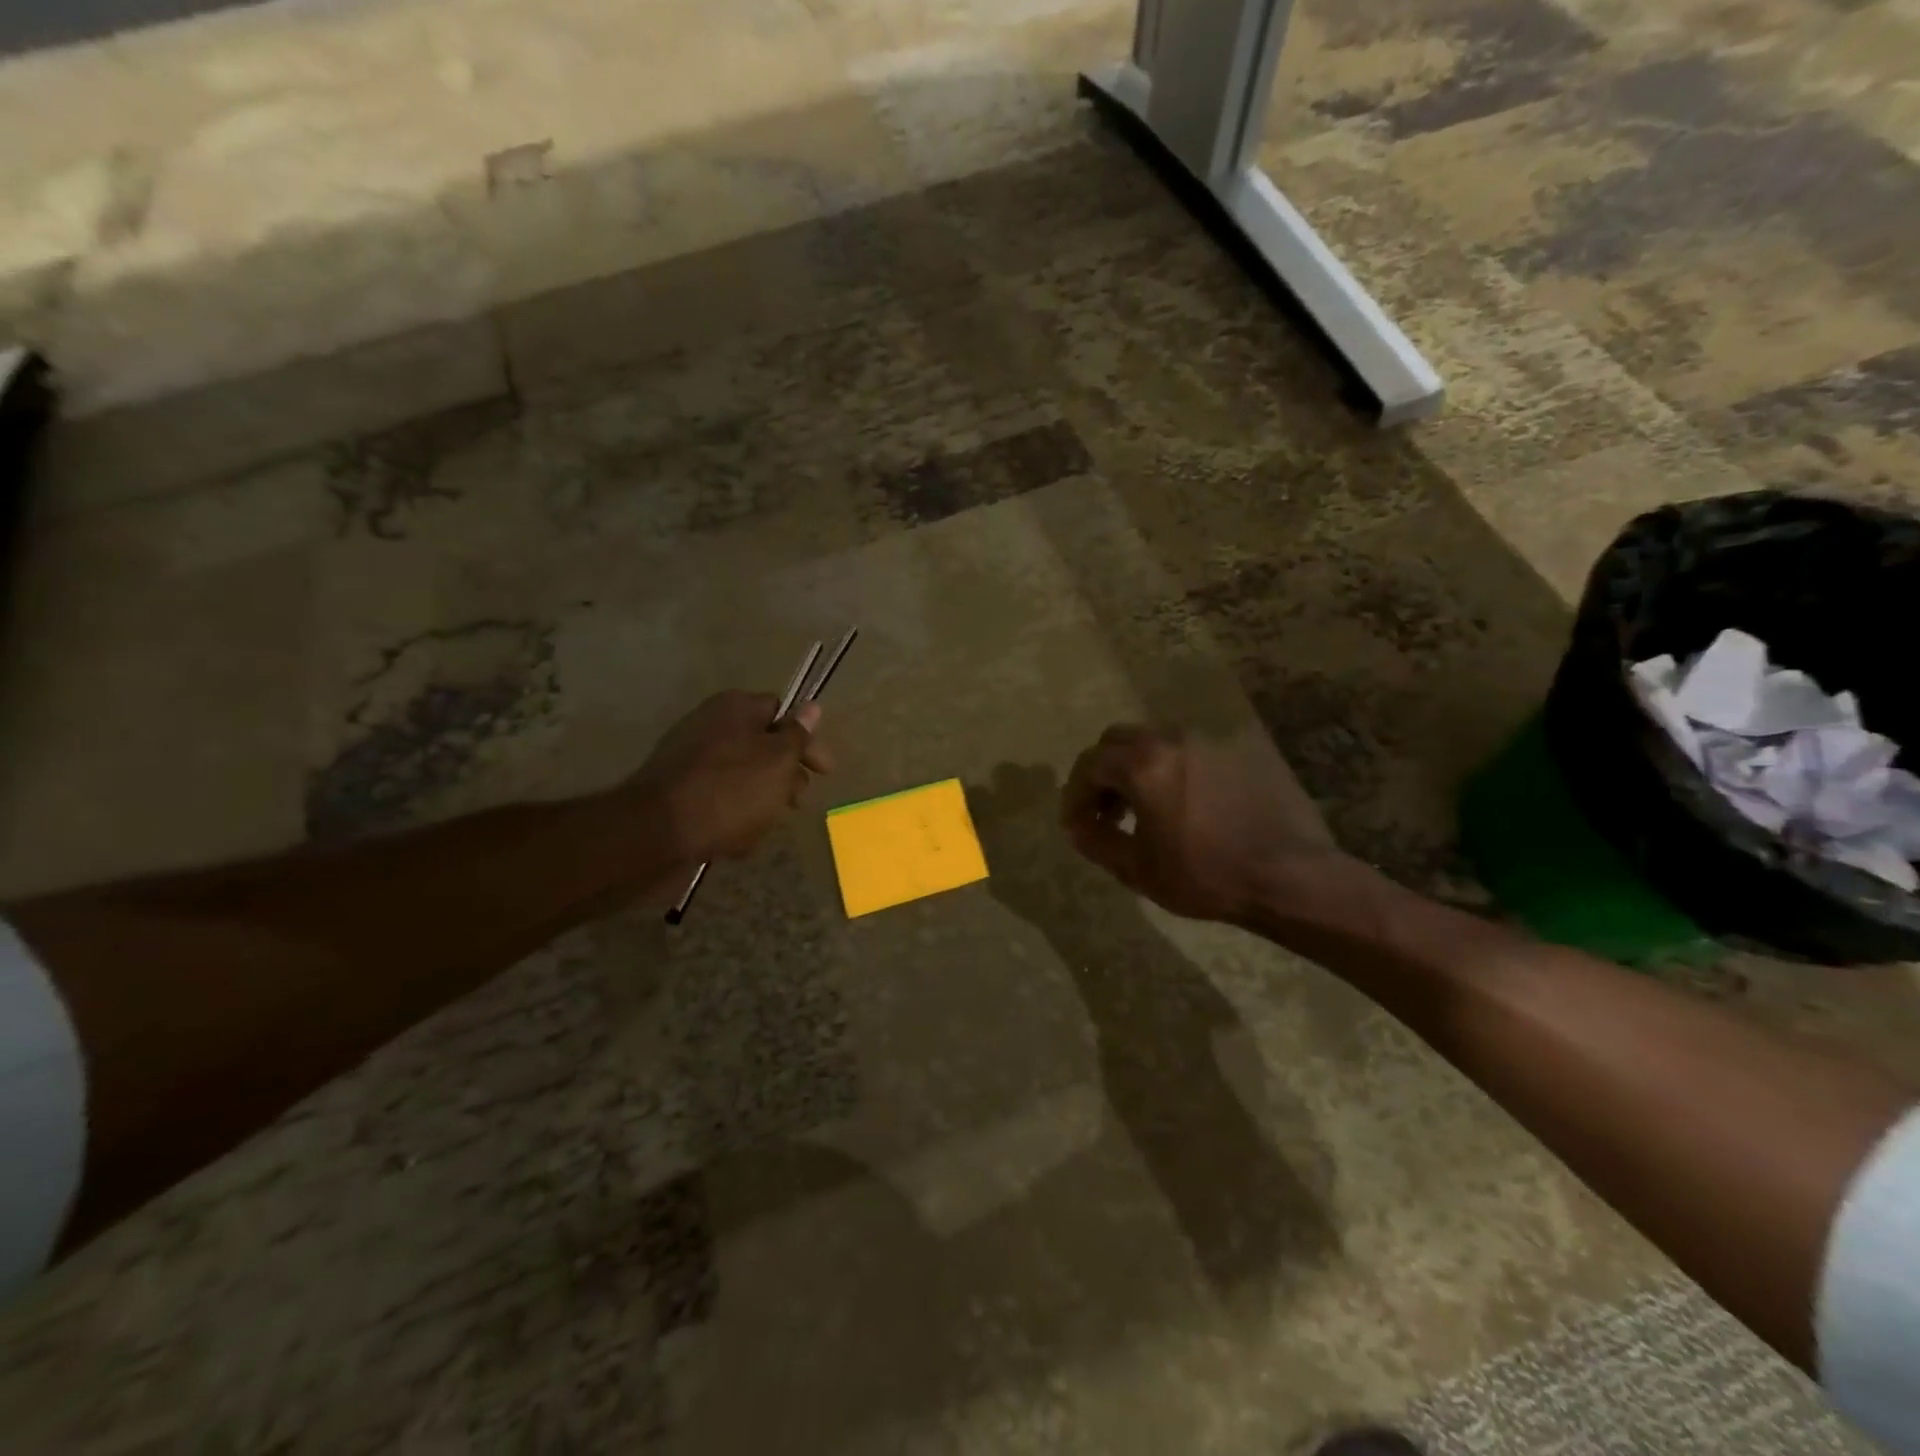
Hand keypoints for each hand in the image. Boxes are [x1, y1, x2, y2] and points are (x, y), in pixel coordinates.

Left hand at [634, 691, 831, 864]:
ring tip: (764, 827)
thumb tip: (812, 707)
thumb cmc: (730, 790)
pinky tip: (737, 841)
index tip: (823, 771)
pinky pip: (718, 802)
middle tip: (796, 802)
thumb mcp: (777, 760)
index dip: (806, 739)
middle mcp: (711, 727)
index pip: (781, 711)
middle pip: (763, 747)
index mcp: (735, 708)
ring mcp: (691, 761)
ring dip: (761, 802)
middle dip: (785, 776)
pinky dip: (733, 819)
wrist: (657, 834)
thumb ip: (797, 734)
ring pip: (743, 778)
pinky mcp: (678, 795)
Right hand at [1062, 724, 1358, 924]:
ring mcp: (1208, 742)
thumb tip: (1075, 825)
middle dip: (1103, 772)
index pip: (1089, 764)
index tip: (1075, 823)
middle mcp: (1172, 741)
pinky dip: (1170, 770)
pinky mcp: (1238, 752)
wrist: (1289, 876)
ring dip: (1136, 768)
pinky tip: (1183, 806)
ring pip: (1155, 742)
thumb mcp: (1137, 868)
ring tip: (1144, 810)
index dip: (1074, 793)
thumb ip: (1095, 840)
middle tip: (1105, 812)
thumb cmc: (1204, 875)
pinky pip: (1188, 753)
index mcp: (1143, 765)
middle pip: (1118, 741)